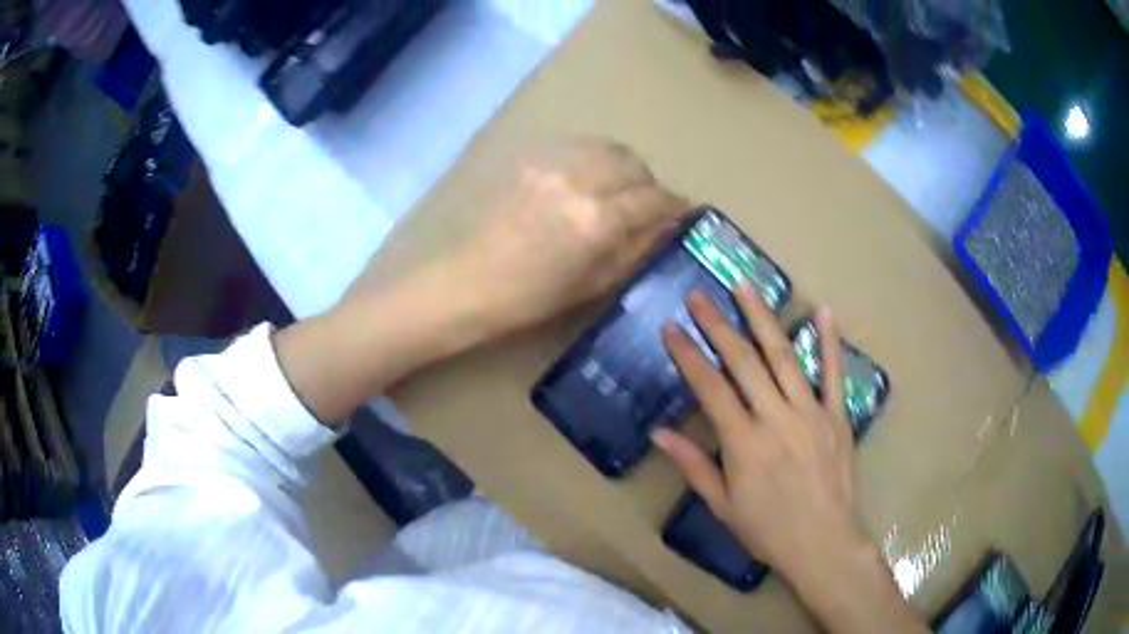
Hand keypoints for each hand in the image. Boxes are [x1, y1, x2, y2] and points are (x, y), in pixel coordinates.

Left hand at [447, 140, 687, 333]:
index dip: (675, 204)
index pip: (653, 198)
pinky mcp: (532, 160)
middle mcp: (579, 181)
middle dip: (649, 183)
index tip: (683, 211)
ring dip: (624, 166)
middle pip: (633, 164)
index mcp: (597, 220)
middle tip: (648, 204)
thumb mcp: (596, 282)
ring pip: (607, 148)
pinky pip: (578, 148)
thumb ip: (637, 246)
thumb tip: (668, 224)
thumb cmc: (534, 297)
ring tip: (620, 189)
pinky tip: (589, 180)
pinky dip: (595, 159)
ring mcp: (552, 165)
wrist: (471, 281)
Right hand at [653, 288, 860, 578]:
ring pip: (784, 355)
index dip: (688, 354)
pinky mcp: (837, 416)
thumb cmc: (767, 530)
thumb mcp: (722, 506)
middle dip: (718, 323)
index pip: (710, 386)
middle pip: (744, 360)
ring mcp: (811, 412)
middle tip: (699, 294)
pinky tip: (823, 311)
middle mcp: (776, 417)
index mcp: (744, 442)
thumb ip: (693, 465)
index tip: (671, 327)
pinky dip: (829, 341)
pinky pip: (834, 373)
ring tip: (744, 285)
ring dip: (762, 317)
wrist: (822, 543)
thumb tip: (659, 432)